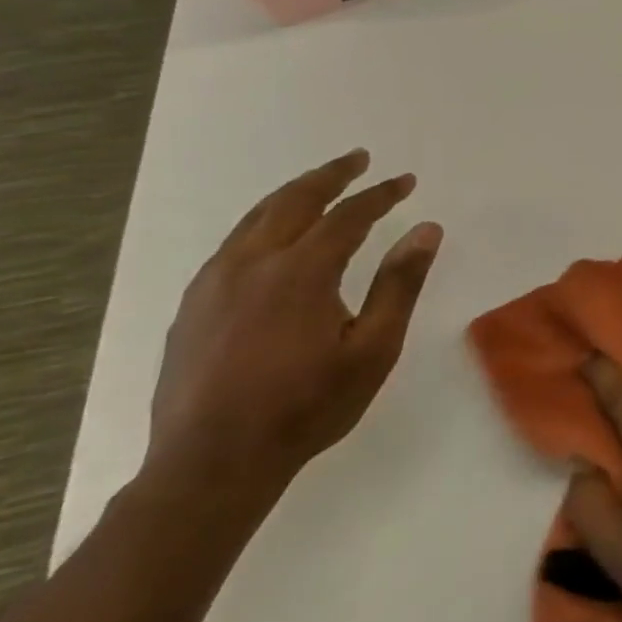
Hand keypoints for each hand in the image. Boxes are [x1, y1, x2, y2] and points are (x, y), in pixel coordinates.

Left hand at [146, 149, 442, 502]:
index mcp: (300, 272)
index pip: (348, 216)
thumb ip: (400, 284)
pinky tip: (273, 236)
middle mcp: (251, 265)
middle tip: (358, 159)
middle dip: (330, 176)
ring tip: (319, 185)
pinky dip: (263, 223)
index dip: (380, 195)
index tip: (406, 182)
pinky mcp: (193, 306)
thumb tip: (428, 230)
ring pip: (255, 219)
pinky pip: (233, 245)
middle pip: (293, 202)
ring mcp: (213, 284)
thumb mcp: (373, 348)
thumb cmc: (308, 406)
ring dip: (293, 194)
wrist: (213, 462)